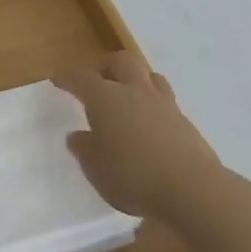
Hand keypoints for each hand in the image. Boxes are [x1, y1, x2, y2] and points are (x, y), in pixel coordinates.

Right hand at [53, 52, 226, 227]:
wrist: (193, 189)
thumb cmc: (134, 176)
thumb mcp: (97, 169)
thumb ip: (85, 150)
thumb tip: (77, 136)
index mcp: (105, 98)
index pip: (81, 78)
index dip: (67, 77)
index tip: (57, 79)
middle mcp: (133, 91)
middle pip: (121, 61)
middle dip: (107, 66)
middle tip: (99, 78)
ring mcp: (163, 104)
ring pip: (150, 75)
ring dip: (137, 79)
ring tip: (130, 95)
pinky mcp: (186, 122)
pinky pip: (167, 101)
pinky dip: (156, 106)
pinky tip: (154, 125)